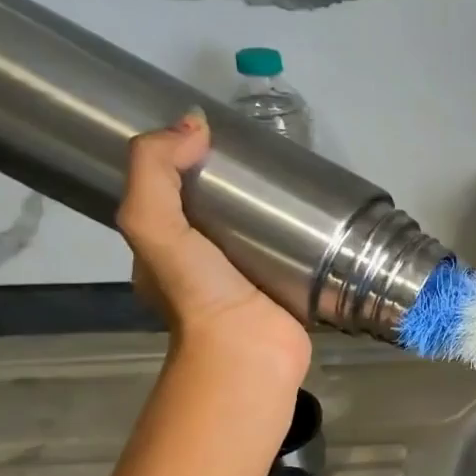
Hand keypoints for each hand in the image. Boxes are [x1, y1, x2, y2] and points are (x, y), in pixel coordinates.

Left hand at [119, 109, 310, 380]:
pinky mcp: (289, 291)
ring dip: (278, 212)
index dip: (187, 163)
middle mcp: (205, 266)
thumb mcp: (152, 223)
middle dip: (240, 186)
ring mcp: (250, 281)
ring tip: (301, 180)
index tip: (218, 137)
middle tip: (269, 158)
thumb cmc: (198, 292)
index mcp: (165, 251)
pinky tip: (323, 217)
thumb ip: (155, 170)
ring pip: (261, 234)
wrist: (248, 352)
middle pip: (220, 213)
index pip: (171, 196)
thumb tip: (194, 123)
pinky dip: (307, 237)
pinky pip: (296, 255)